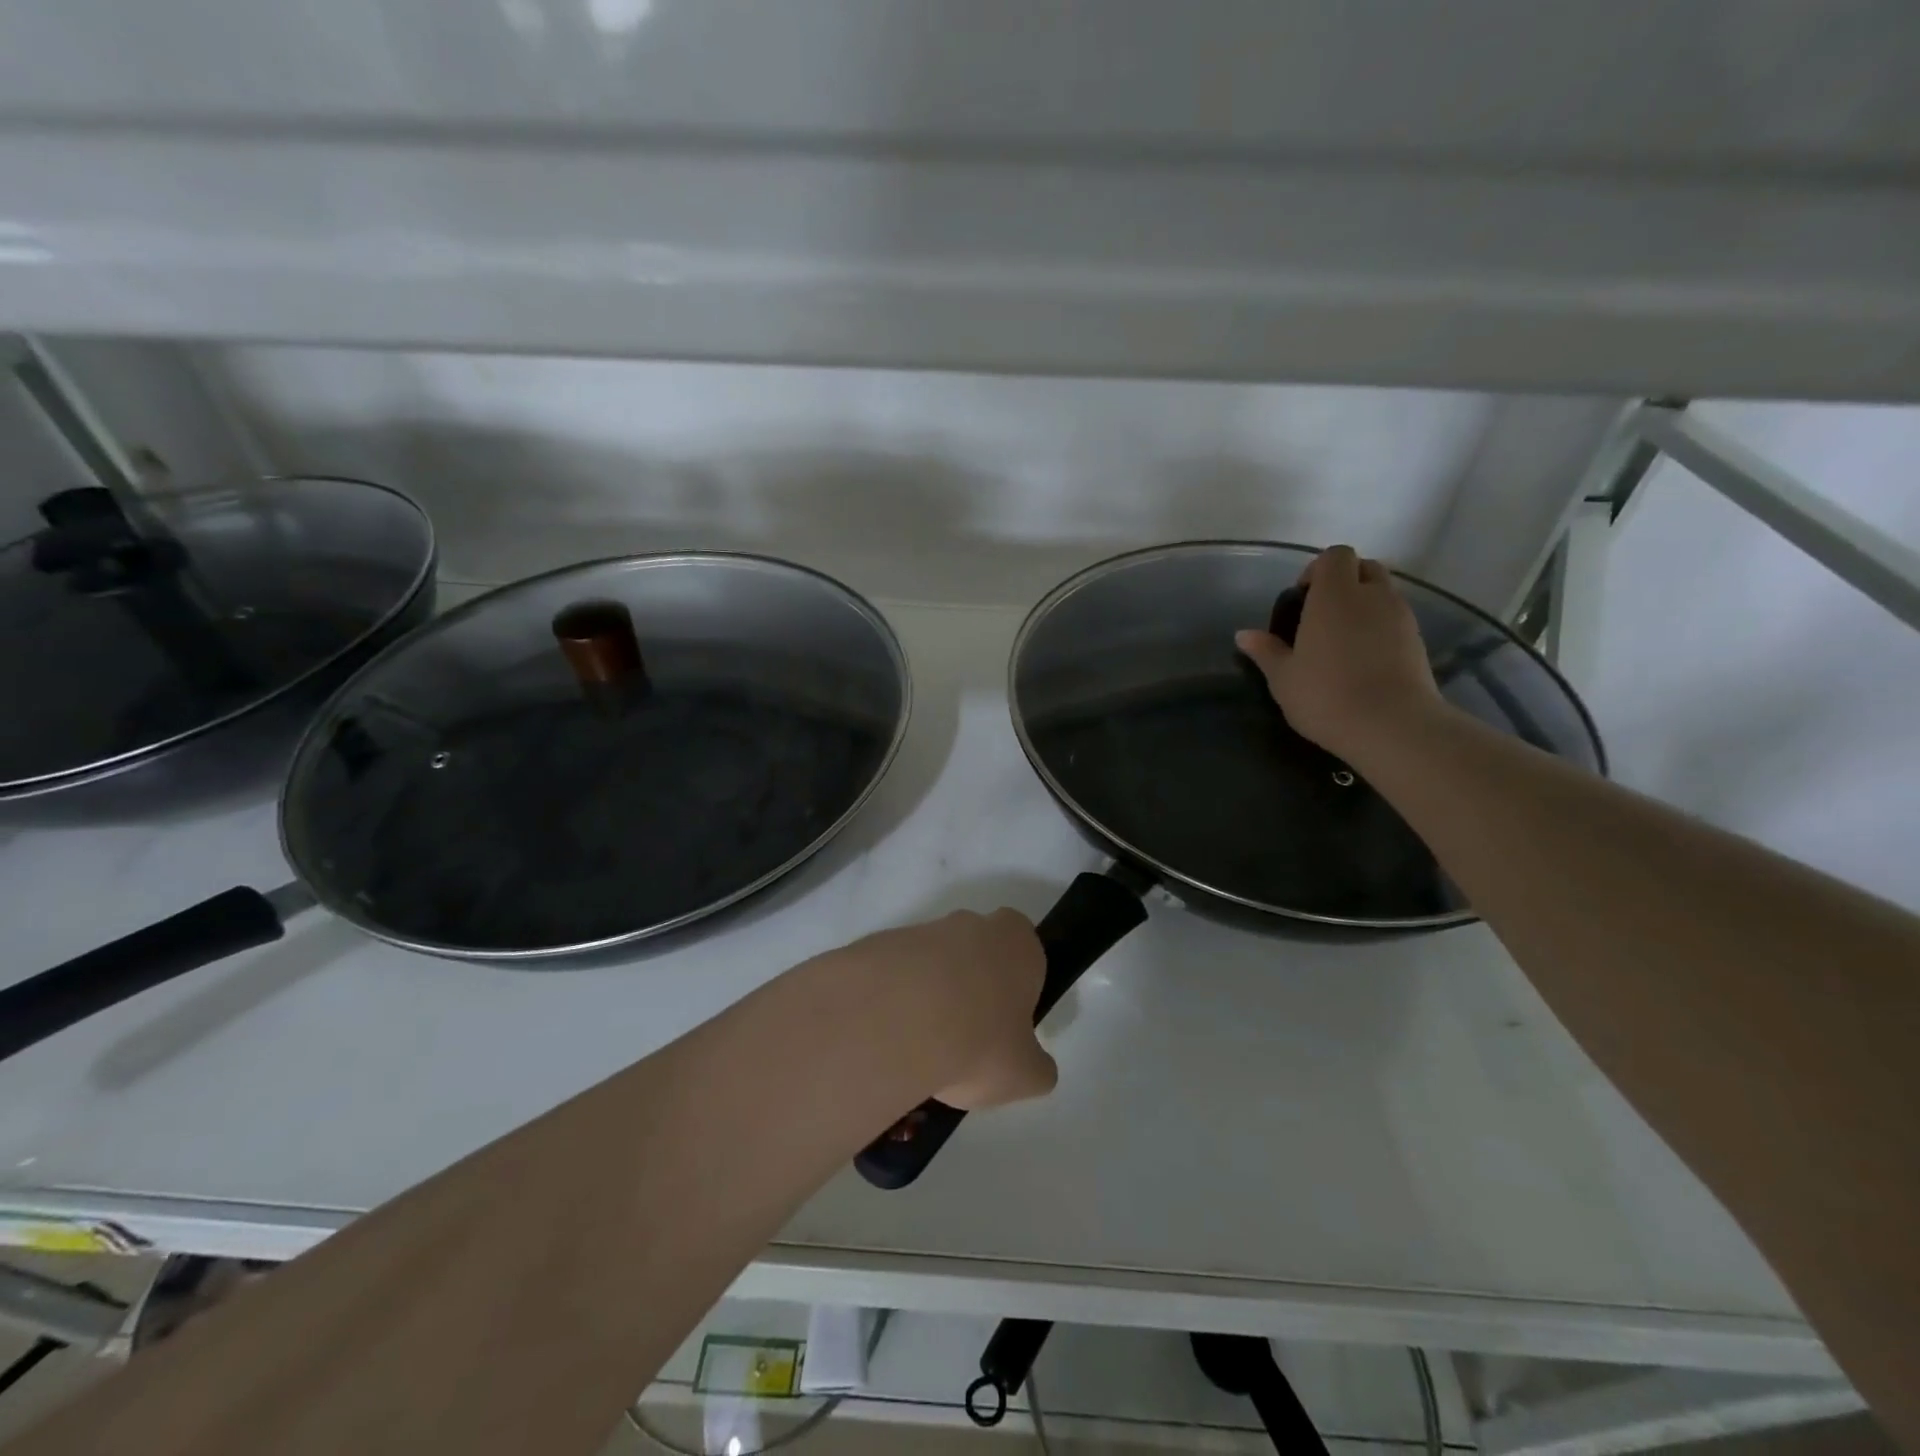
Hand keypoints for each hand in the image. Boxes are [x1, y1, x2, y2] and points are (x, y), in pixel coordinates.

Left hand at [838, 908, 1056, 1110]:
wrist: (899, 1021)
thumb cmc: (981, 1040)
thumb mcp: (1026, 1073)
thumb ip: (1037, 1067)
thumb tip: (1035, 1066)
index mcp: (1018, 942)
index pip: (1027, 952)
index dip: (1018, 987)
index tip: (1007, 1024)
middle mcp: (974, 924)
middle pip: (978, 953)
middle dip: (973, 987)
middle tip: (967, 1037)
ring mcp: (925, 930)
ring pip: (936, 962)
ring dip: (932, 994)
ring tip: (924, 1046)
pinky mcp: (883, 944)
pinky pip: (898, 973)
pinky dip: (897, 999)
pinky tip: (894, 1037)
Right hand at [1235, 544, 1443, 761]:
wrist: (1392, 726)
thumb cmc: (1326, 695)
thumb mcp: (1283, 677)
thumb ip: (1265, 651)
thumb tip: (1243, 634)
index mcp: (1335, 595)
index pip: (1335, 556)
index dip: (1318, 570)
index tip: (1302, 598)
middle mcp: (1372, 596)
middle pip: (1365, 567)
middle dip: (1345, 581)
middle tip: (1322, 615)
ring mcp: (1401, 617)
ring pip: (1384, 593)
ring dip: (1364, 605)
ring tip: (1343, 641)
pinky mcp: (1419, 641)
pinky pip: (1396, 620)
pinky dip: (1381, 628)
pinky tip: (1364, 660)